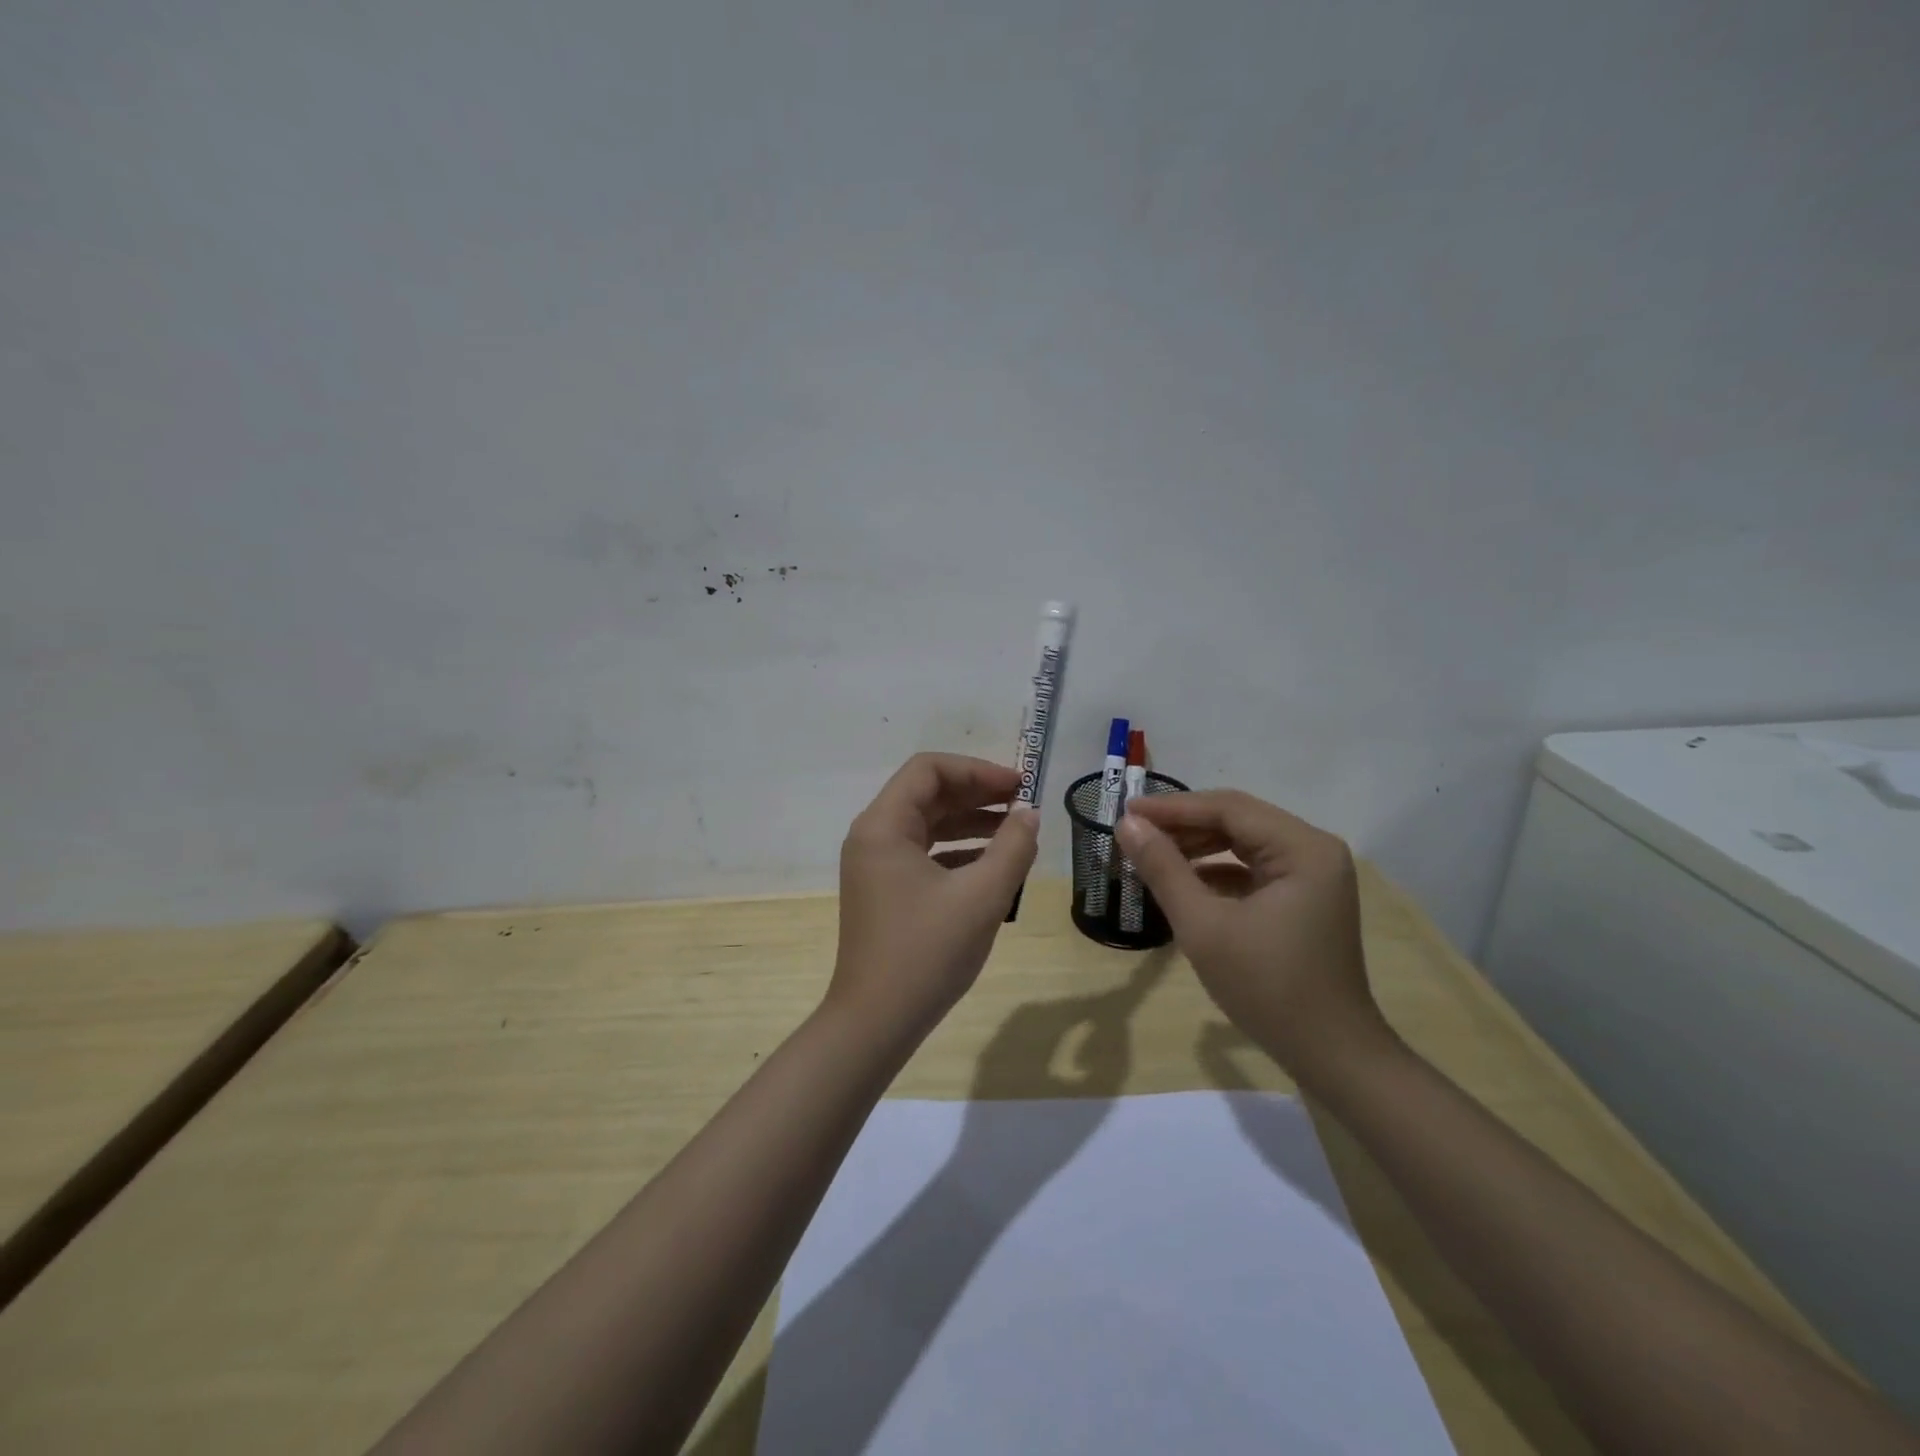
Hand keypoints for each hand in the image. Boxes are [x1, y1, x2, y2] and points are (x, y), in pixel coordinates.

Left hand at [830, 753, 1039, 1041]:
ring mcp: (875, 865)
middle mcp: (873, 836)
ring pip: (927, 824)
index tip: (1018, 785)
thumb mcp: (982, 897)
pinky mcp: (884, 890)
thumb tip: (1029, 815)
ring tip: (1016, 830)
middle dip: (977, 793)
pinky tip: (992, 864)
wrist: (876, 1022)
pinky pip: (923, 853)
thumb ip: (1013, 848)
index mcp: (884, 826)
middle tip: (1022, 804)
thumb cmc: (927, 953)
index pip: (929, 770)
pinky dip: (957, 850)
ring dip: (970, 821)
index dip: (977, 770)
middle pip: (927, 793)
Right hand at [1114, 790, 1391, 1080]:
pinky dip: (1216, 870)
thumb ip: (1163, 869)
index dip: (1173, 807)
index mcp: (1303, 849)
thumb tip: (1127, 824)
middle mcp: (1314, 850)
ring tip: (1150, 853)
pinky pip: (1253, 868)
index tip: (1125, 810)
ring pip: (1243, 842)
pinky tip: (1183, 881)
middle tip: (1133, 831)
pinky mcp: (1304, 898)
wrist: (1330, 1055)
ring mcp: (1313, 874)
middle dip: (1184, 824)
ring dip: (1197, 846)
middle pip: (1238, 820)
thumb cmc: (1267, 987)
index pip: (1228, 809)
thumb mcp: (1204, 926)